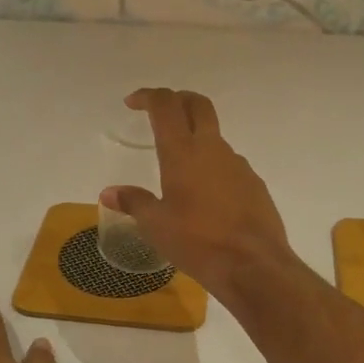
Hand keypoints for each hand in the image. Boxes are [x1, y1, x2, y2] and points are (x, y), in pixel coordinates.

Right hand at [100, 88, 293, 301]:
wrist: (254, 265)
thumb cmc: (197, 242)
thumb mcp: (156, 225)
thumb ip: (134, 203)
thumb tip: (108, 193)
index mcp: (183, 153)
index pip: (165, 106)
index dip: (148, 96)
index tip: (132, 103)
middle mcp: (212, 149)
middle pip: (198, 105)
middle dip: (178, 99)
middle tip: (161, 111)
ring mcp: (238, 165)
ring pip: (215, 137)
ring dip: (196, 138)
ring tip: (179, 167)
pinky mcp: (254, 184)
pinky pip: (229, 164)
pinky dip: (212, 167)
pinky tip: (205, 196)